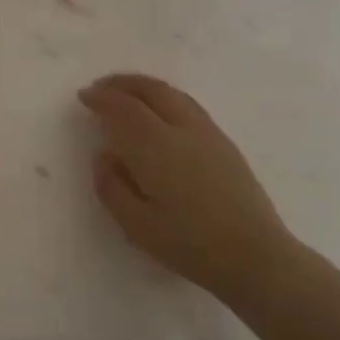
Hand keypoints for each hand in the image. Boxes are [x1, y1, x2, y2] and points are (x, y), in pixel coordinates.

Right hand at [79, 73, 295, 302]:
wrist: (255, 256)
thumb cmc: (189, 245)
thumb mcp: (136, 225)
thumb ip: (112, 186)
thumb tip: (104, 155)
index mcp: (156, 147)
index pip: (124, 108)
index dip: (102, 98)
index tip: (84, 96)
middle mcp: (184, 129)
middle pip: (152, 90)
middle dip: (123, 83)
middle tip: (102, 87)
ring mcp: (209, 134)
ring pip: (174, 94)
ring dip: (146, 87)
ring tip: (128, 94)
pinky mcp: (225, 145)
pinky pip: (189, 106)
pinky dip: (166, 98)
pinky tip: (161, 114)